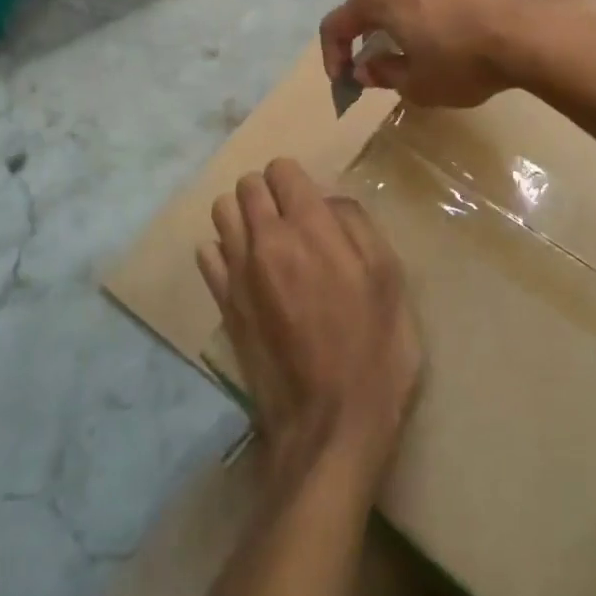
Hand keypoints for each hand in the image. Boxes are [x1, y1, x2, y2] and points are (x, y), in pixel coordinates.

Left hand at [199, 158, 421, 489]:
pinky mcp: (223, 305)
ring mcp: (237, 273)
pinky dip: (224, 250)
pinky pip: (208, 253)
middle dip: (268, 191)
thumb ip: (357, 226)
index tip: (311, 201)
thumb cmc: (374, 350)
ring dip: (243, 215)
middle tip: (293, 219)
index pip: (282, 170)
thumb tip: (329, 203)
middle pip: (247, 185)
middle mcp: (266, 240)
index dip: (296, 179)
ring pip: (222, 212)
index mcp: (310, 228)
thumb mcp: (388, 279)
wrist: (329, 426)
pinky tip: (248, 271)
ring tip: (267, 240)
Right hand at [319, 0, 572, 107]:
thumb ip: (385, 74)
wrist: (528, 36)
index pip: (337, 24)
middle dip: (369, 25)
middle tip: (383, 56)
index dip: (333, 54)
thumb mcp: (417, 86)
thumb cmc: (464, 64)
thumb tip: (366, 69)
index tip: (345, 80)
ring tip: (415, 14)